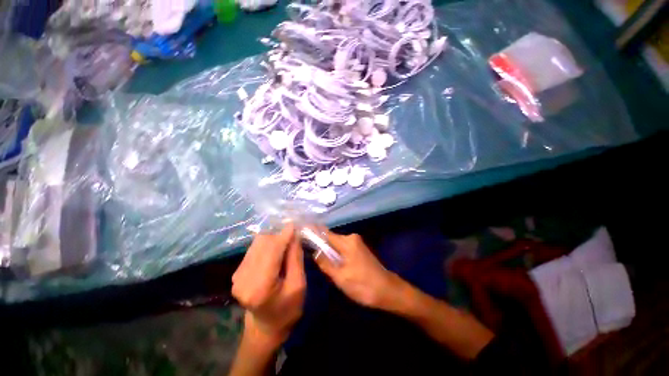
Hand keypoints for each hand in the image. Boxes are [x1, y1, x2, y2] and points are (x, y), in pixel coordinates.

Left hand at [232, 224, 305, 348]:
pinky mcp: (237, 272)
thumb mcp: (299, 285)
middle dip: (279, 236)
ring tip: (285, 246)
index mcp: (260, 286)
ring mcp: (237, 275)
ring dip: (273, 240)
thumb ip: (295, 258)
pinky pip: (254, 249)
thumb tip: (294, 234)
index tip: (294, 224)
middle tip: (293, 238)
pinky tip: (275, 253)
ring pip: (257, 243)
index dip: (283, 236)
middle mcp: (243, 279)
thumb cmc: (288, 309)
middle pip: (262, 243)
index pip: (271, 251)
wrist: (267, 326)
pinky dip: (267, 246)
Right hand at [314, 230, 404, 310]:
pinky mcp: (359, 250)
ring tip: (318, 262)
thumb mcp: (340, 277)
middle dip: (320, 245)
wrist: (387, 291)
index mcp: (347, 242)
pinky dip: (335, 254)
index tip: (301, 233)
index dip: (313, 233)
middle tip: (308, 254)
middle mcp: (352, 238)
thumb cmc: (363, 285)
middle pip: (331, 239)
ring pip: (336, 245)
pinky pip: (343, 249)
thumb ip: (325, 263)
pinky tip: (332, 263)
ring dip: (328, 252)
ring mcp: (356, 243)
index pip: (325, 234)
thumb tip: (314, 251)